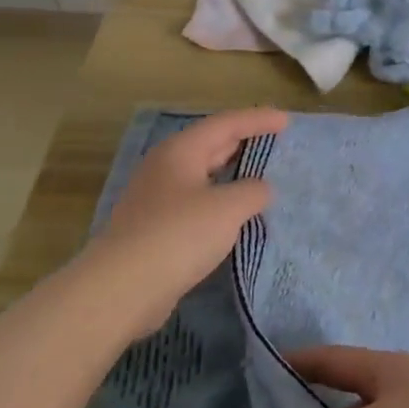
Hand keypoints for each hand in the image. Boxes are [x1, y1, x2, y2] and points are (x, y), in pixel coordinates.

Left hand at [81, 107, 286, 337]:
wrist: (122, 287)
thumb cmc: (179, 234)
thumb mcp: (228, 208)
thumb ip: (253, 191)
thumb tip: (259, 189)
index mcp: (181, 150)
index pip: (226, 124)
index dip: (258, 120)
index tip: (286, 121)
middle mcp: (165, 167)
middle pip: (210, 144)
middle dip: (243, 141)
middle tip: (274, 142)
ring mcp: (156, 198)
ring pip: (201, 175)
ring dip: (230, 173)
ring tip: (259, 176)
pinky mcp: (154, 227)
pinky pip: (195, 201)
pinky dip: (218, 200)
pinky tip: (233, 215)